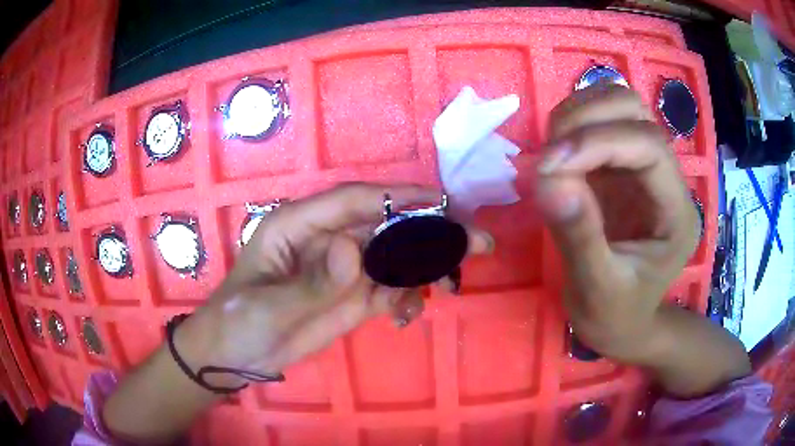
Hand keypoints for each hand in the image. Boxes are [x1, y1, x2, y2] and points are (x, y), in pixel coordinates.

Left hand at [176, 183, 491, 381]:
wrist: (235, 356)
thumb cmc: (239, 320)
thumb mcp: (270, 306)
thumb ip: (313, 281)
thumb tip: (354, 250)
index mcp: (299, 225)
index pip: (354, 201)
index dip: (399, 196)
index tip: (442, 201)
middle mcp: (327, 239)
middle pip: (385, 226)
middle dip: (429, 232)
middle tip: (473, 241)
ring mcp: (343, 270)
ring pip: (394, 257)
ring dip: (426, 266)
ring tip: (453, 284)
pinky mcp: (352, 297)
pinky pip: (388, 290)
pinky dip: (406, 299)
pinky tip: (407, 317)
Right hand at [535, 86, 699, 361]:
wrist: (623, 322)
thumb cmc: (616, 316)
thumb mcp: (597, 291)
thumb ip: (579, 237)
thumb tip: (547, 177)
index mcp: (676, 212)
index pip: (649, 147)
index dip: (599, 143)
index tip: (549, 166)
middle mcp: (666, 177)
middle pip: (635, 110)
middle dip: (587, 120)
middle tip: (548, 157)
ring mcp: (643, 166)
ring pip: (617, 104)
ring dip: (577, 115)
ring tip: (551, 154)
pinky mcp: (621, 165)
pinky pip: (598, 119)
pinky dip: (571, 124)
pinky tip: (557, 154)